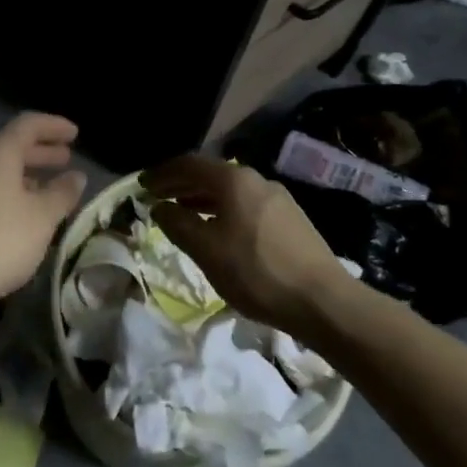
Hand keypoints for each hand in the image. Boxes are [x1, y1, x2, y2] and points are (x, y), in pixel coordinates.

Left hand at [0, 113, 87, 331]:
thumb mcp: (40, 218)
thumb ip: (61, 194)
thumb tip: (75, 176)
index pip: (27, 125)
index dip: (53, 126)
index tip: (75, 133)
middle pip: (8, 147)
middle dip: (39, 152)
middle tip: (65, 159)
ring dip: (22, 176)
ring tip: (45, 190)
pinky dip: (5, 195)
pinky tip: (15, 219)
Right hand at [141, 154, 355, 338]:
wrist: (324, 302)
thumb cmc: (256, 272)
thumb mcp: (206, 250)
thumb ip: (178, 224)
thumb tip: (160, 207)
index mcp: (234, 180)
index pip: (189, 164)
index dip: (162, 173)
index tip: (142, 185)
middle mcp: (257, 180)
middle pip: (211, 175)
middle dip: (181, 184)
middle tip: (157, 197)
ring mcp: (278, 199)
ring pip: (230, 191)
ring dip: (202, 199)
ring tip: (182, 213)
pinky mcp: (290, 220)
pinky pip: (245, 205)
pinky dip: (222, 210)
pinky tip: (218, 231)